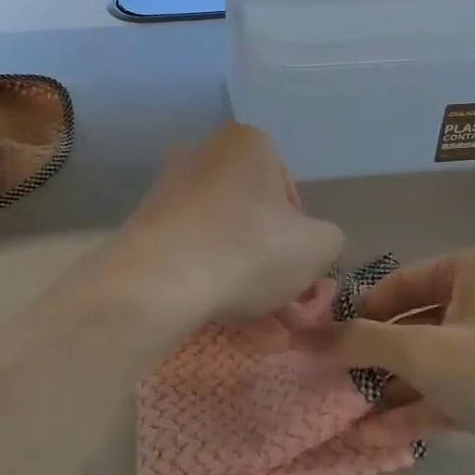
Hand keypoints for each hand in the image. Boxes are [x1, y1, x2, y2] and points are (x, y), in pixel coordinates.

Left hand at [114, 123, 343, 325]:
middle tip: (285, 306)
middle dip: (271, 264)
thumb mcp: (318, 247)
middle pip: (252, 217)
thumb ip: (328, 240)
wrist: (160, 279)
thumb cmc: (249, 249)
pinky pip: (192, 255)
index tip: (299, 268)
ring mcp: (169, 191)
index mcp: (247, 143)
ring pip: (223, 241)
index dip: (300, 235)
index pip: (288, 191)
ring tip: (264, 331)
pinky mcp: (145, 226)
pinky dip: (212, 285)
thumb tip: (314, 245)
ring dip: (245, 283)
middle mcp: (204, 154)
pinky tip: (230, 324)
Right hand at [326, 247, 474, 474]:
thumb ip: (363, 343)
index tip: (320, 341)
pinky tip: (378, 439)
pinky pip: (456, 395)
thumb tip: (304, 336)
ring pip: (434, 365)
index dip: (358, 311)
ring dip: (393, 391)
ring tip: (343, 416)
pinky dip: (421, 412)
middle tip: (328, 383)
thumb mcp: (429, 352)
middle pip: (415, 325)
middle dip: (373, 358)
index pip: (400, 283)